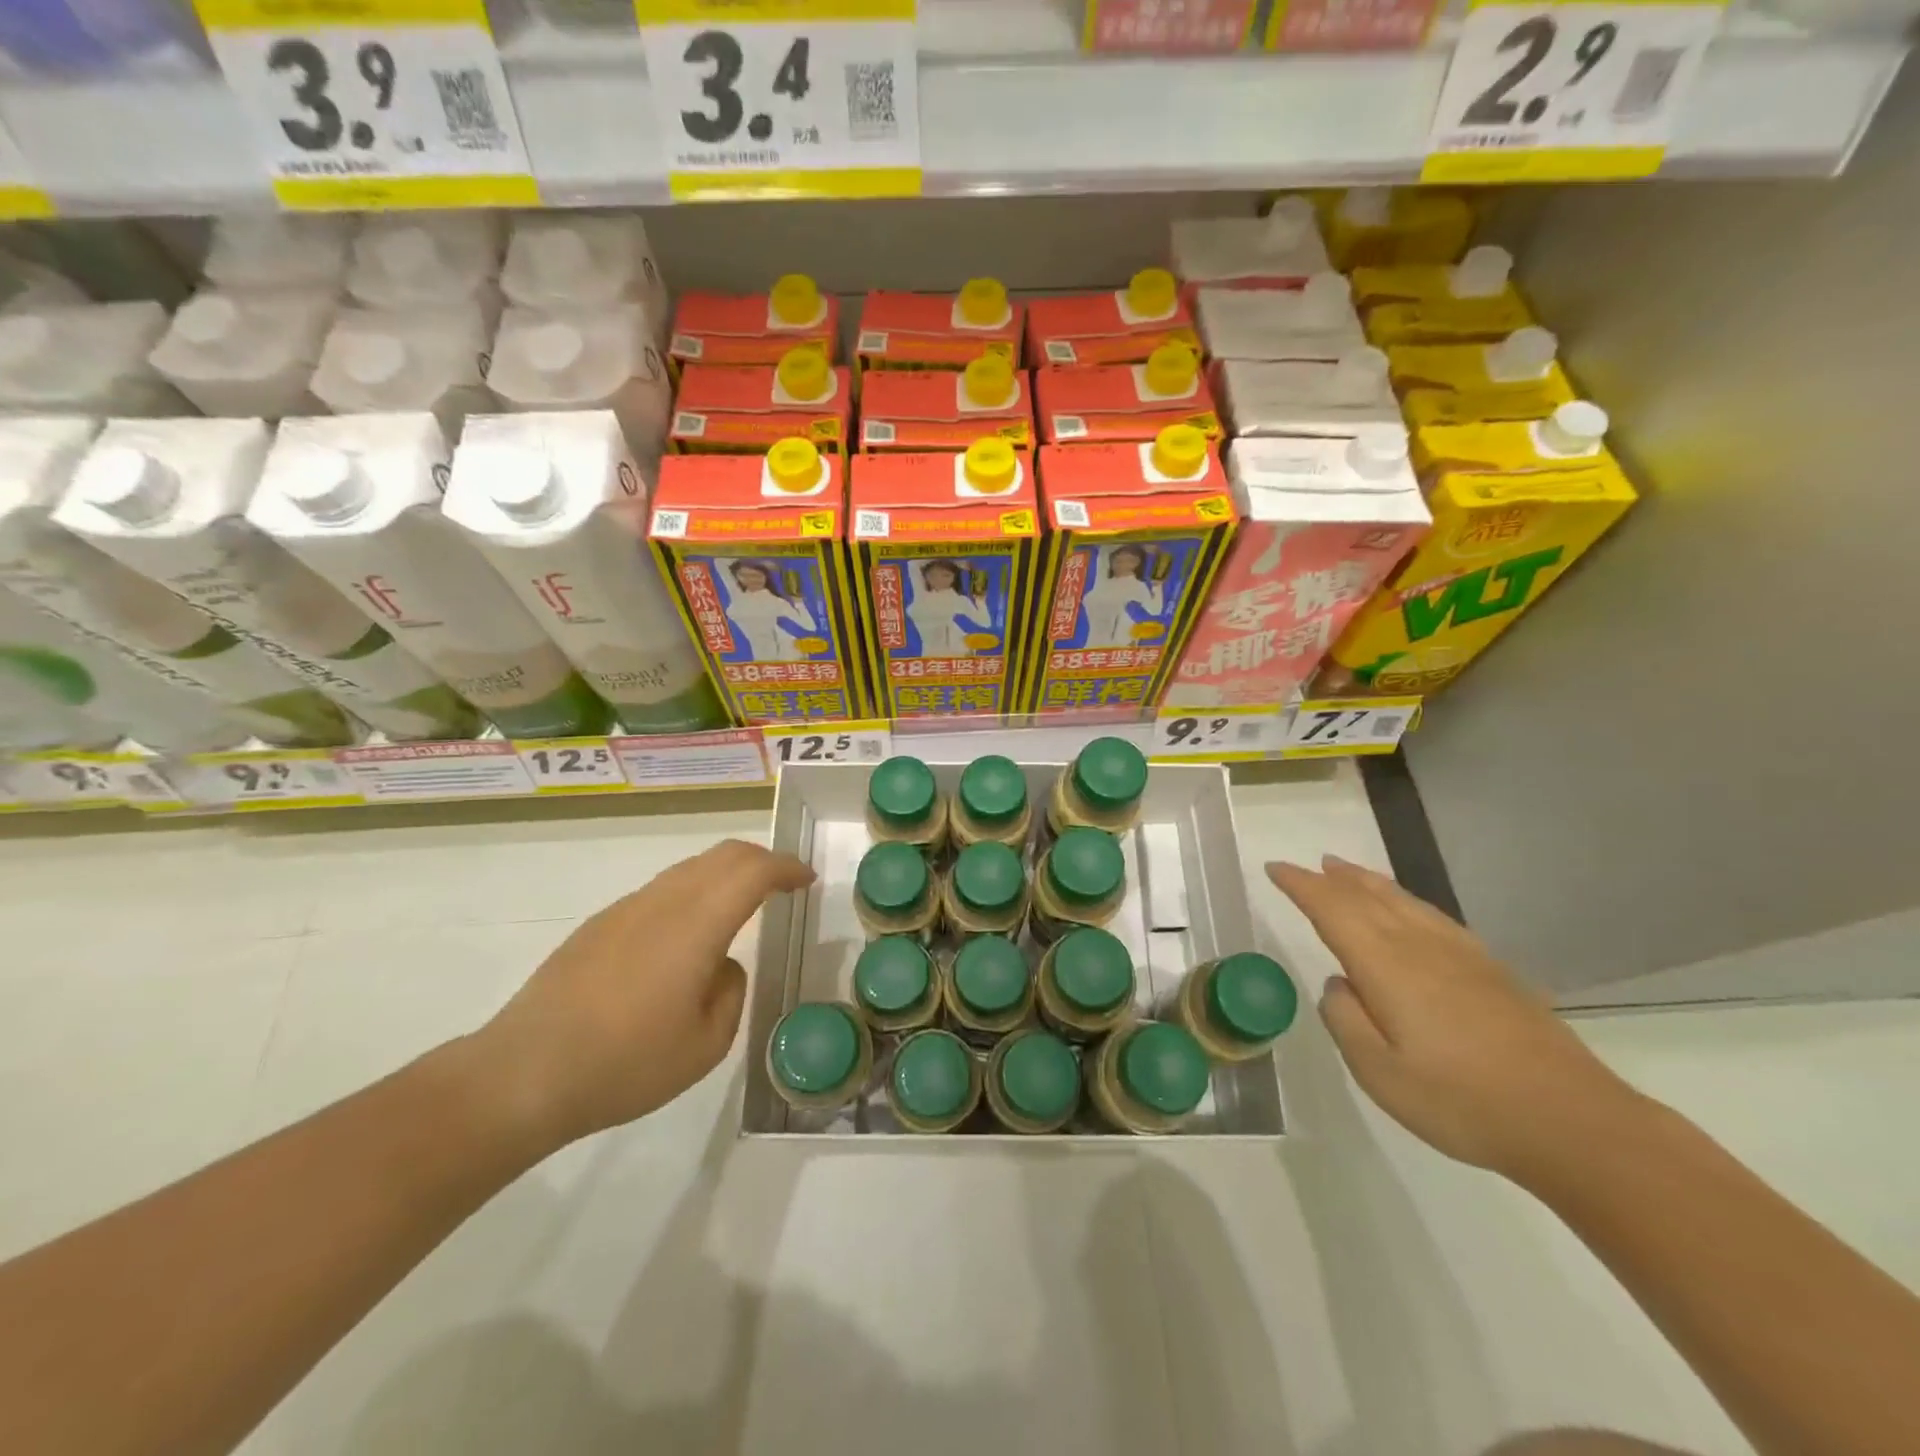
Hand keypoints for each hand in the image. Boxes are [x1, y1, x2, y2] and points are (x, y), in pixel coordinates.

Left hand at [476, 840, 814, 1150]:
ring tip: (741, 905)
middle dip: (760, 860)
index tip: (806, 879)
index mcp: (695, 925)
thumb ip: (730, 991)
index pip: (752, 871)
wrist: (521, 1075)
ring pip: (689, 869)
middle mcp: (662, 902)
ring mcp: (625, 909)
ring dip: (724, 874)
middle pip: (722, 855)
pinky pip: (661, 891)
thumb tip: (721, 965)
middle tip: (783, 883)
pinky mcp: (598, 926)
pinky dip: (693, 892)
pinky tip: (687, 936)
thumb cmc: (624, 1064)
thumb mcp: (704, 1045)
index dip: (785, 868)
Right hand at [1269, 856, 1643, 1180]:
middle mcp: (1421, 946)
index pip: (1332, 909)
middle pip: (1368, 897)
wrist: (1573, 1122)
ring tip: (1347, 871)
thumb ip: (1345, 1020)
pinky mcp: (1492, 970)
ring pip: (1404, 901)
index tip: (1275, 868)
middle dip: (1332, 878)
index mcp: (1387, 965)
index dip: (1301, 886)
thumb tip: (1338, 985)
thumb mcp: (1379, 1073)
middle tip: (1308, 864)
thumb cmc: (1463, 1102)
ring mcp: (1462, 955)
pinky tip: (1409, 910)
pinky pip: (1433, 916)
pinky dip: (1406, 901)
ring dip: (1368, 882)